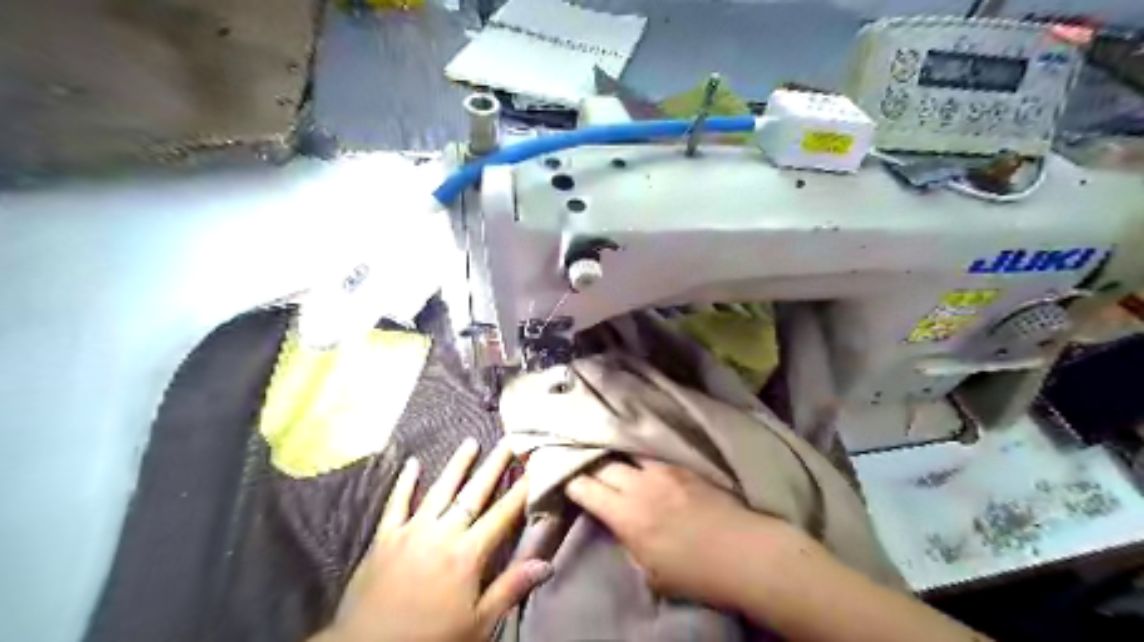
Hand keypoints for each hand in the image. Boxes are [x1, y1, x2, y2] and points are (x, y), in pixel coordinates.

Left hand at [317, 439, 553, 640]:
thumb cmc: (430, 639)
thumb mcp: (478, 623)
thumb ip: (510, 588)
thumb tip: (546, 563)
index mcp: (467, 553)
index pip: (502, 514)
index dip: (521, 489)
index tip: (535, 466)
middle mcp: (442, 533)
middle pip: (474, 493)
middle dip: (494, 466)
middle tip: (509, 440)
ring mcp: (411, 531)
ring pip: (439, 490)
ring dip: (457, 465)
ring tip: (471, 442)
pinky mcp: (384, 538)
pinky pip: (396, 504)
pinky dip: (404, 483)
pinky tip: (412, 463)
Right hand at [566, 456, 806, 611]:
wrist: (742, 552)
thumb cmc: (694, 573)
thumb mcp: (650, 572)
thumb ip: (628, 542)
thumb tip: (619, 525)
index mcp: (626, 515)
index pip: (586, 488)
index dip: (572, 484)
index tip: (567, 483)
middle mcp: (639, 486)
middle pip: (603, 465)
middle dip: (590, 467)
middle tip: (585, 470)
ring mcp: (662, 472)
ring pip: (627, 455)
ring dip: (616, 460)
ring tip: (611, 462)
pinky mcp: (682, 466)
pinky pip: (652, 457)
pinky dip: (640, 461)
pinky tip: (641, 464)